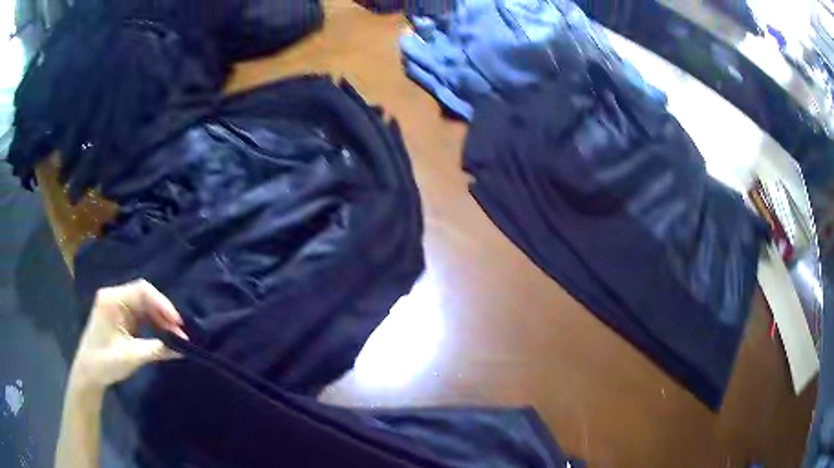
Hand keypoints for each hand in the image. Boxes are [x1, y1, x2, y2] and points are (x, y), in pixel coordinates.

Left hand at [69, 279, 188, 390]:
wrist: (89, 373)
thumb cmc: (105, 362)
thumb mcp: (132, 356)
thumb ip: (157, 349)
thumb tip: (182, 349)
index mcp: (113, 299)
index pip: (142, 290)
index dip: (162, 303)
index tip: (178, 322)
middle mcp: (115, 297)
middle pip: (145, 297)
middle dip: (163, 314)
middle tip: (181, 333)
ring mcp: (118, 307)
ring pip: (145, 307)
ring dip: (160, 320)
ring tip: (176, 337)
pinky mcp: (121, 318)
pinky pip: (141, 316)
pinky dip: (154, 325)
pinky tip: (164, 336)